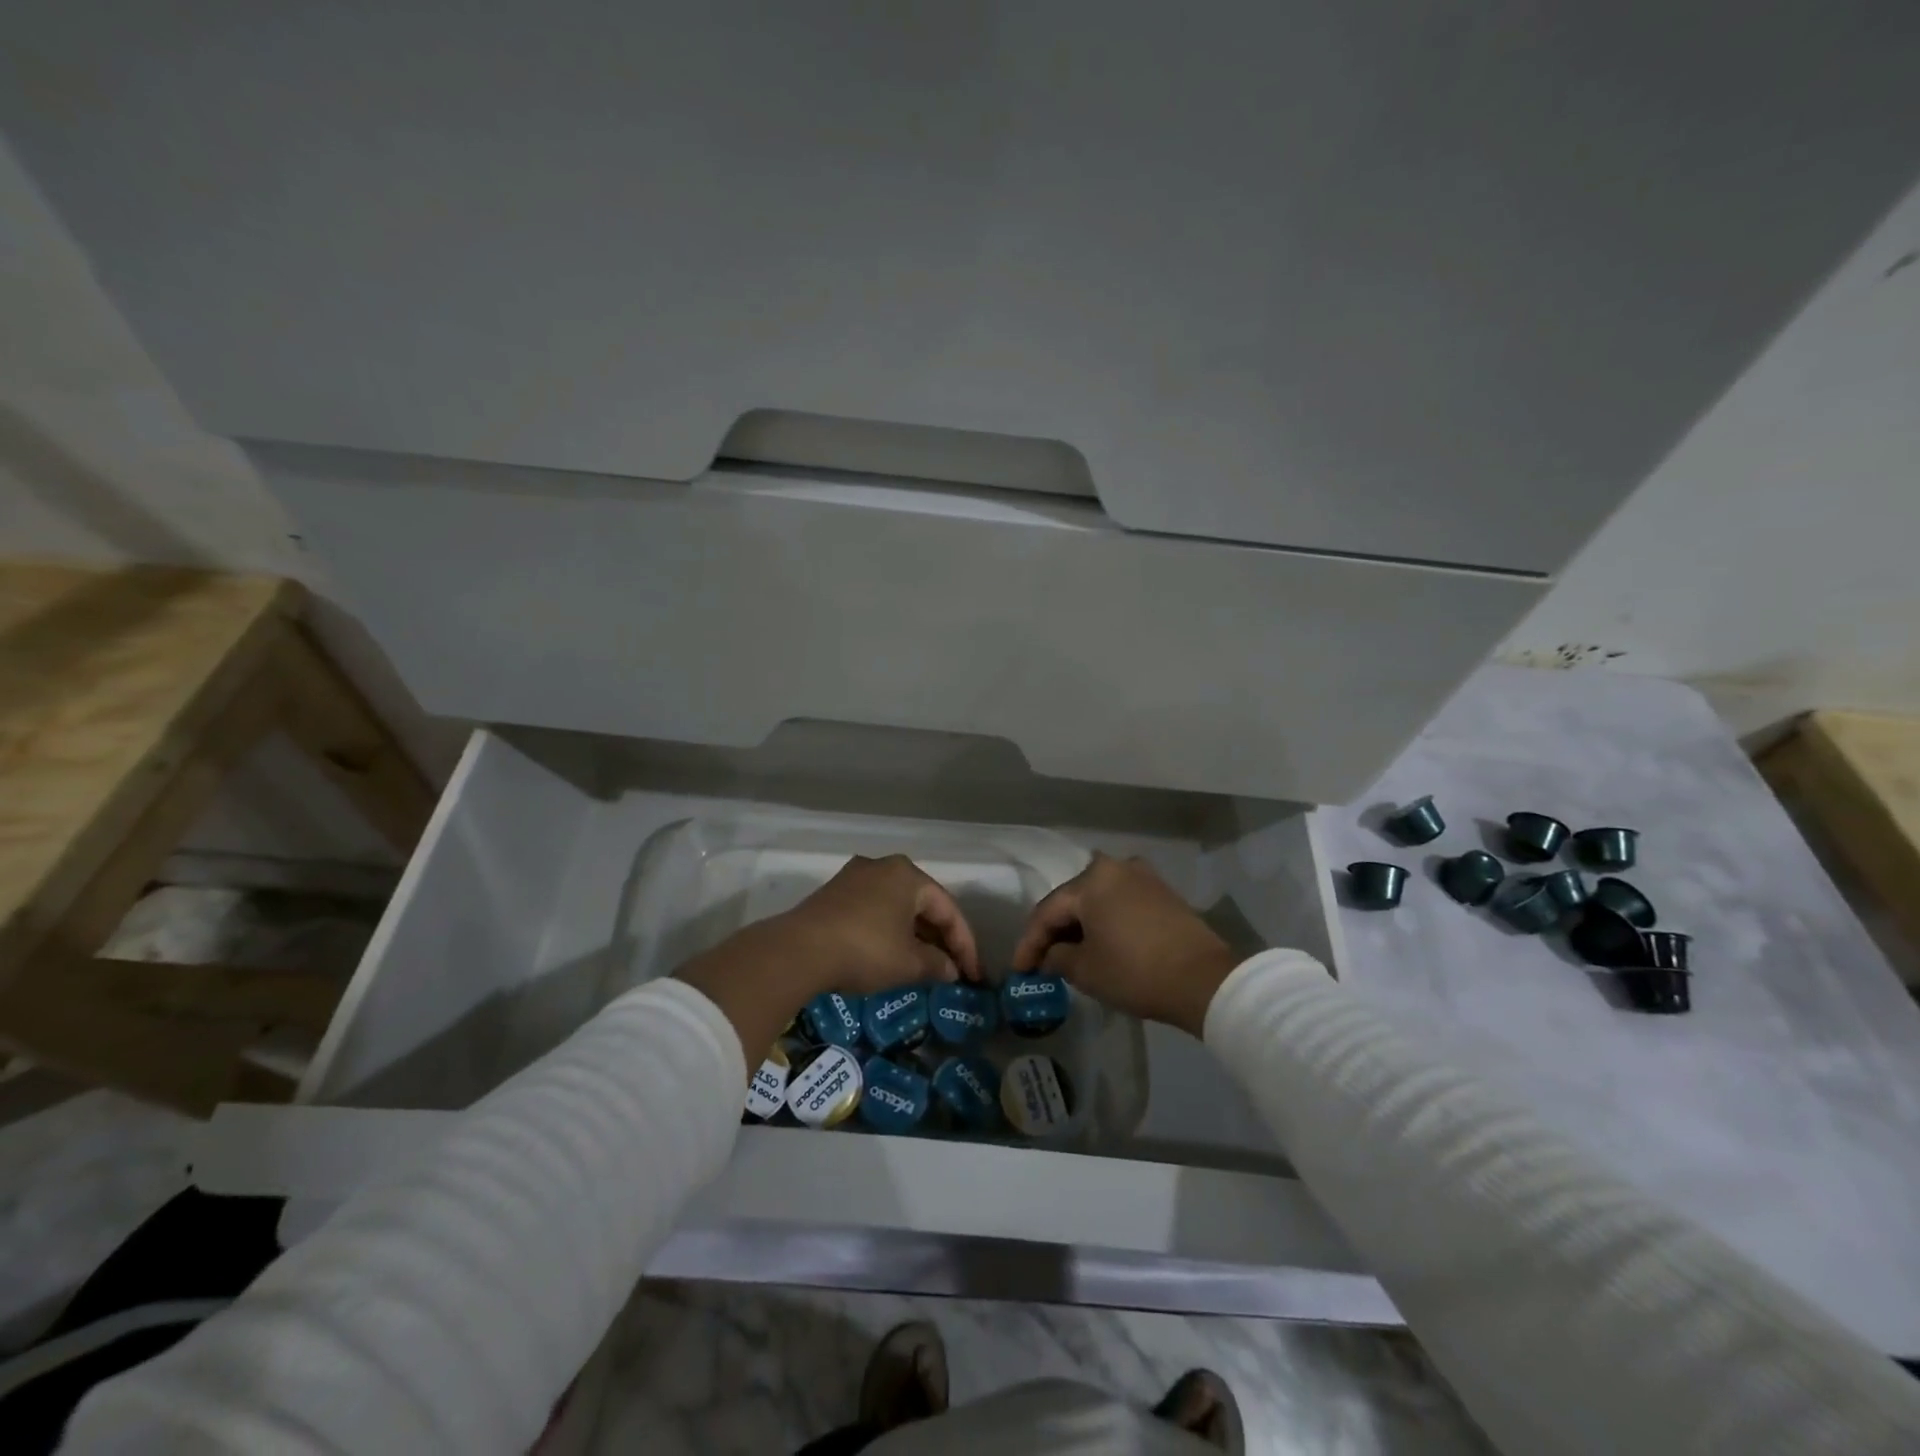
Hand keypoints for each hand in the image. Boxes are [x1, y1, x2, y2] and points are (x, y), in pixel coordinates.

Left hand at [779, 853, 980, 993]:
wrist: (798, 951)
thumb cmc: (865, 950)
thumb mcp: (909, 964)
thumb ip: (937, 965)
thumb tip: (952, 971)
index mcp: (908, 874)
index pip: (948, 909)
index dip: (965, 945)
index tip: (973, 976)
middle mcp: (883, 866)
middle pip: (923, 904)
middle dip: (940, 938)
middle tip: (952, 969)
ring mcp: (855, 877)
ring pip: (897, 906)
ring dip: (914, 935)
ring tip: (925, 965)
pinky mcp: (833, 893)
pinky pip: (874, 910)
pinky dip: (889, 931)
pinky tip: (892, 954)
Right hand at [1012, 853, 1240, 1038]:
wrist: (1205, 980)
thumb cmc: (1136, 972)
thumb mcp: (1086, 970)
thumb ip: (1057, 957)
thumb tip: (1051, 954)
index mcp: (1091, 879)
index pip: (1047, 911)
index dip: (1029, 943)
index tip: (1019, 970)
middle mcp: (1115, 867)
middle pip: (1073, 900)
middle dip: (1055, 931)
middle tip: (1040, 960)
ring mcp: (1143, 877)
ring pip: (1097, 900)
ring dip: (1081, 925)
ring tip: (1068, 953)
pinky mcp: (1163, 892)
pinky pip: (1120, 903)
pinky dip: (1105, 922)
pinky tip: (1099, 943)